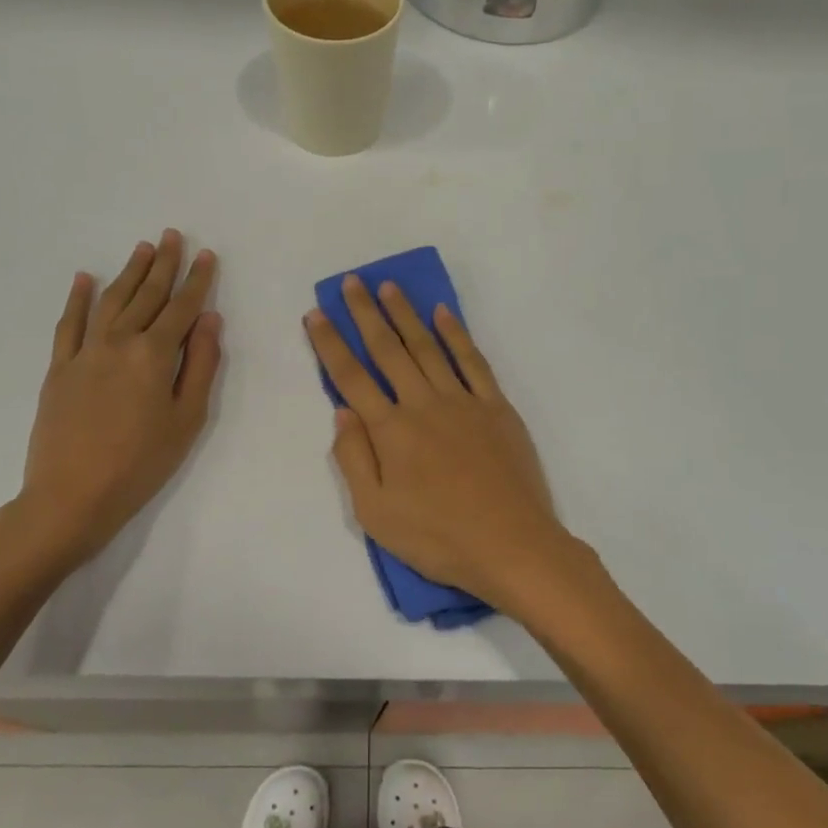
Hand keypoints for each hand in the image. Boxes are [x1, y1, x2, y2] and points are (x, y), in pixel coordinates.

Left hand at [6, 230, 221, 579]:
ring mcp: (84, 352)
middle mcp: (119, 342)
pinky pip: (68, 324)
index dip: (197, 281)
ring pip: (111, 301)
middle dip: (163, 264)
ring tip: (142, 248)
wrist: (71, 496)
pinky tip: (83, 278)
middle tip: (173, 236)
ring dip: (128, 272)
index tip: (206, 255)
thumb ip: (200, 365)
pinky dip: (77, 299)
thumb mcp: (187, 419)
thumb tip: (209, 320)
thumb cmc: (141, 463)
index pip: (182, 308)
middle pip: (146, 295)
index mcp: (154, 355)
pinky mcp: (59, 368)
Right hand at [305, 276, 593, 617]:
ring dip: (406, 315)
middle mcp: (423, 404)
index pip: (351, 378)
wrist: (512, 545)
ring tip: (389, 288)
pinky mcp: (496, 407)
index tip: (315, 314)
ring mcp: (463, 402)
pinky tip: (444, 314)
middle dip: (366, 314)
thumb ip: (354, 459)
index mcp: (391, 431)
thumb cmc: (438, 538)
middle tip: (352, 283)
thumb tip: (341, 411)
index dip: (330, 344)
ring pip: (428, 347)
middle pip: (388, 350)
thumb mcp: (376, 514)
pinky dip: (457, 334)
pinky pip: (473, 361)